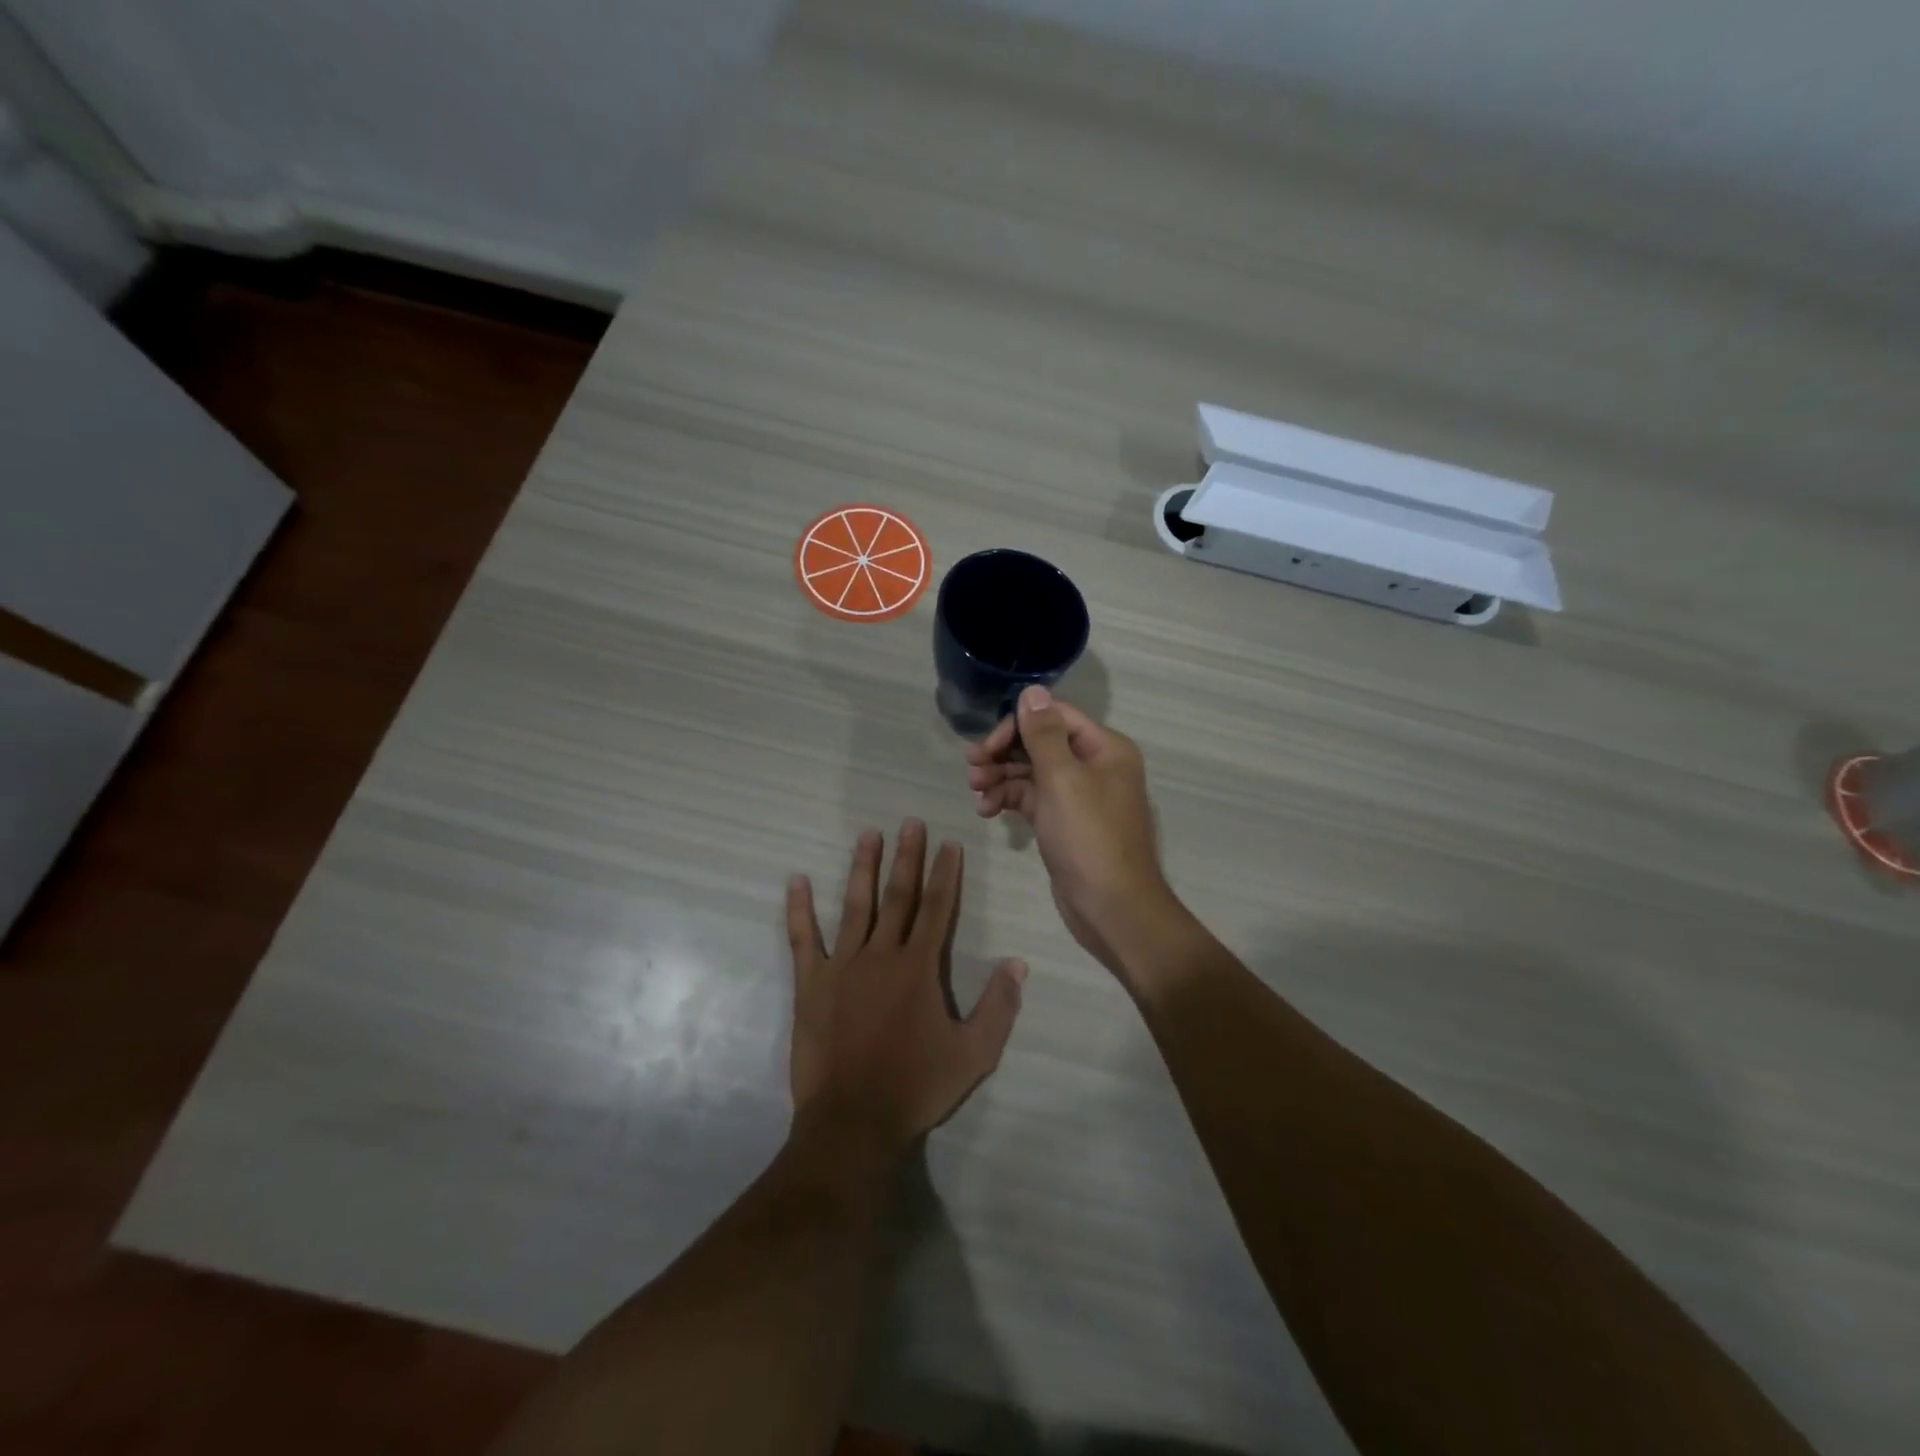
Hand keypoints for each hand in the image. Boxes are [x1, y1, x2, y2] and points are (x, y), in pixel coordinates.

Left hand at [786, 820, 1025, 1155]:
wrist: (854, 1121)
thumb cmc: (916, 1087)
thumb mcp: (974, 1054)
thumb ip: (998, 1006)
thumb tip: (1017, 963)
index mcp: (919, 967)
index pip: (937, 909)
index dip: (945, 874)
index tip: (949, 843)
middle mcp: (881, 955)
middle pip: (898, 896)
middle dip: (906, 857)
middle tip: (910, 822)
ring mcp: (842, 966)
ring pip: (855, 906)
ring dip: (862, 868)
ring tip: (868, 835)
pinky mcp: (811, 984)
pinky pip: (802, 939)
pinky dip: (799, 910)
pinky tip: (796, 881)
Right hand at [965, 686, 1181, 974]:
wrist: (1112, 908)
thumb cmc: (1089, 838)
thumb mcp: (1063, 779)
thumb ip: (1043, 734)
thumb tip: (1031, 690)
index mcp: (1104, 747)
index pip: (1053, 717)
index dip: (1016, 726)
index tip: (986, 746)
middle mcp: (1094, 765)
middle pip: (1040, 743)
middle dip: (1004, 753)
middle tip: (972, 769)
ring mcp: (1079, 796)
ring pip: (1032, 772)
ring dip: (1001, 777)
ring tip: (975, 791)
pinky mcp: (1064, 822)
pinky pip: (1032, 799)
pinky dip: (1009, 799)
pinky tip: (986, 810)